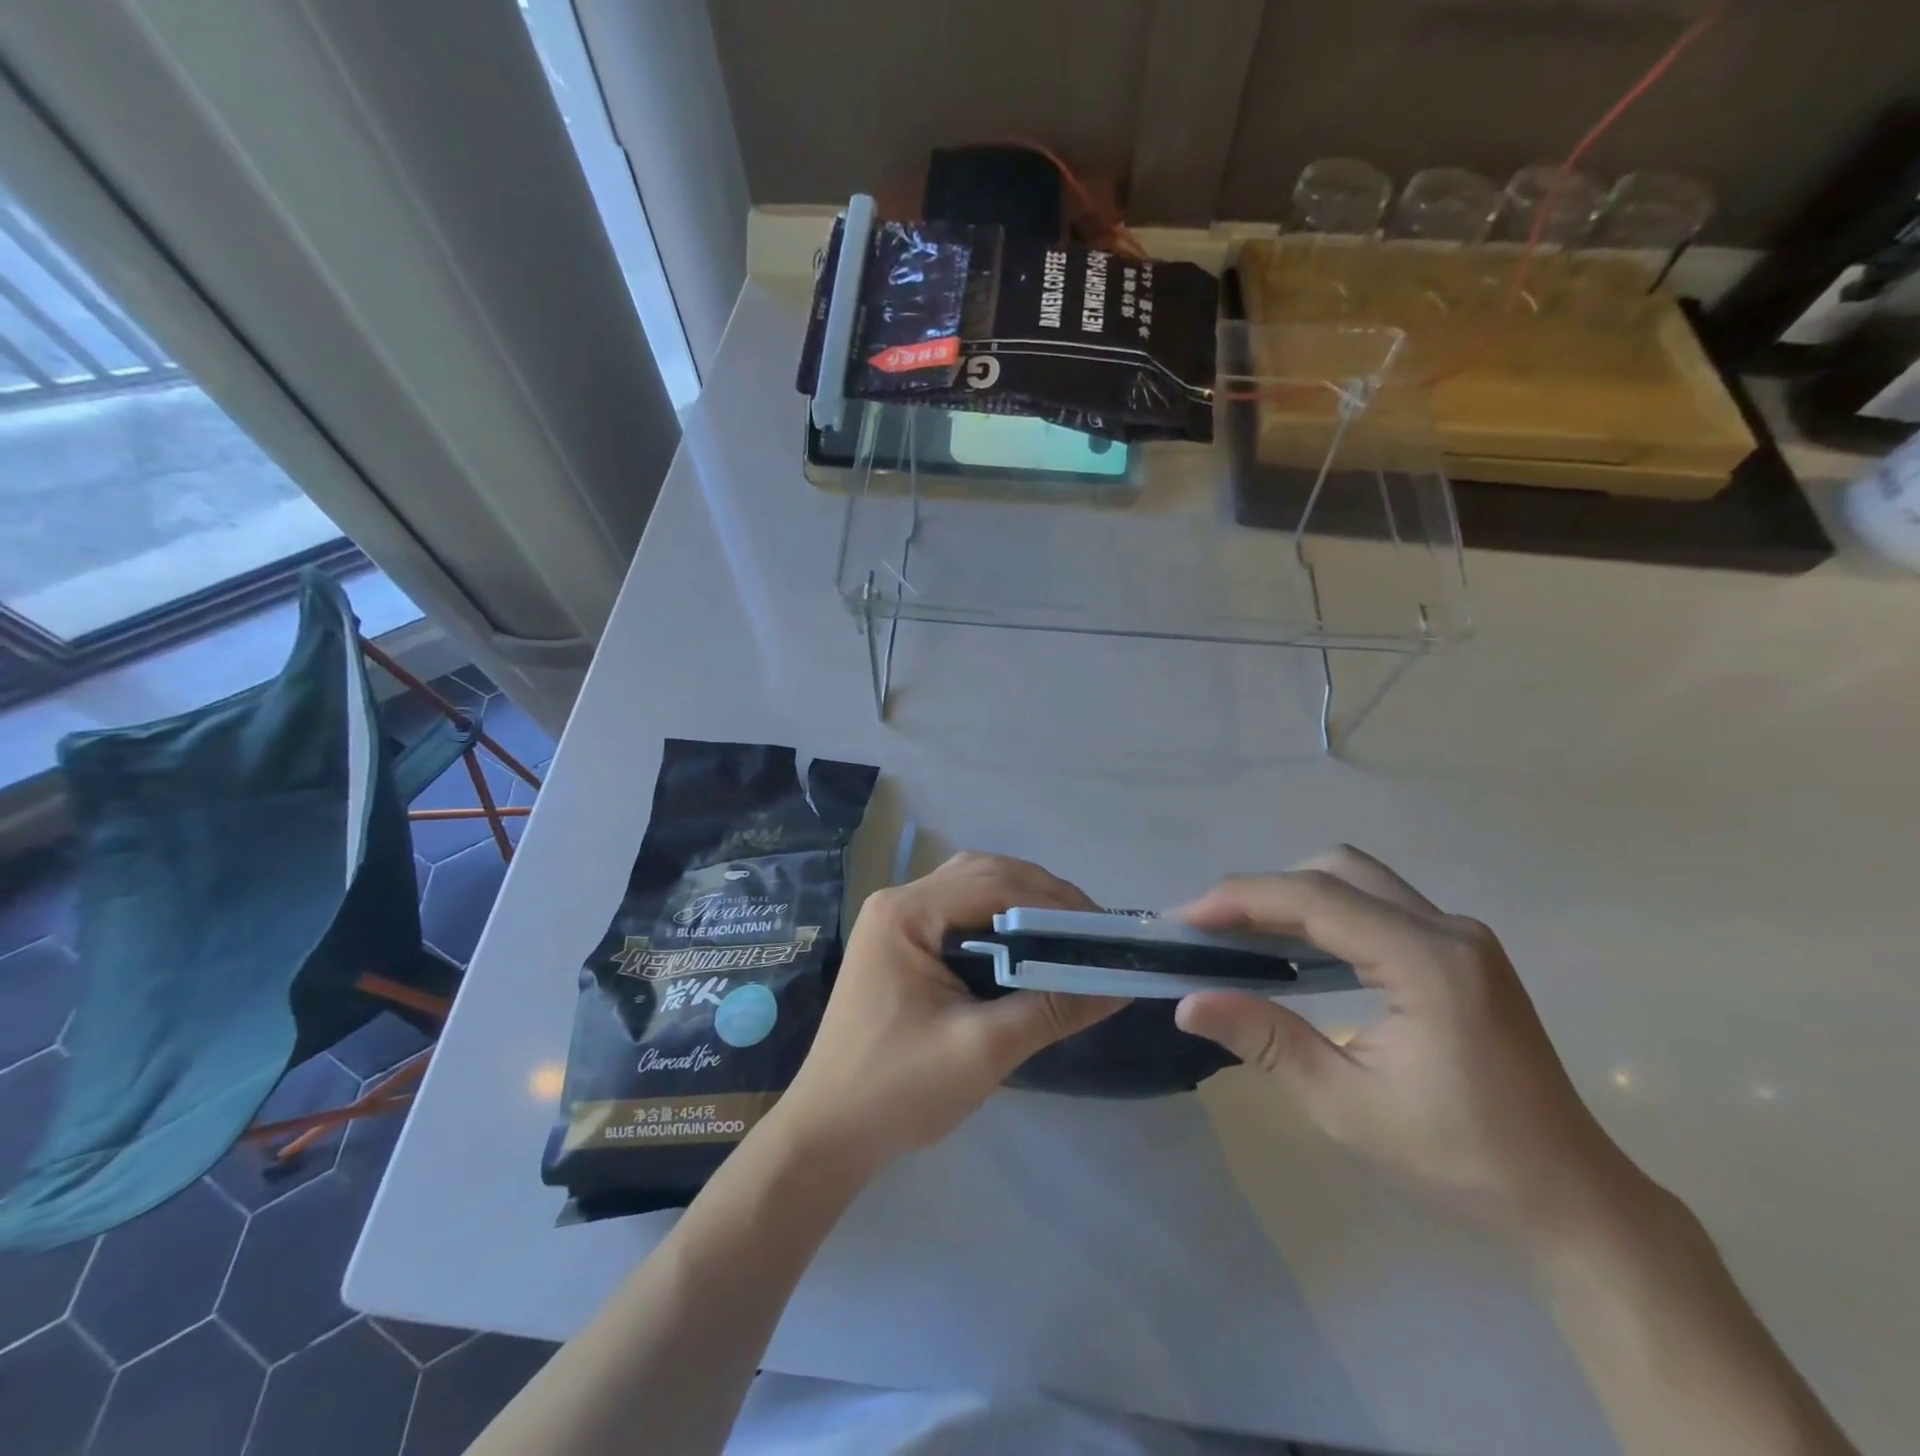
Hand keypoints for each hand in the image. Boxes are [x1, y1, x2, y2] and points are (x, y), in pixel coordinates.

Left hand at [777, 852, 1125, 1170]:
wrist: (828, 1133)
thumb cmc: (898, 1090)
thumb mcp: (983, 1050)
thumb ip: (1051, 1010)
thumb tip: (1120, 985)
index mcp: (906, 913)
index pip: (994, 884)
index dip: (1055, 903)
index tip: (1105, 932)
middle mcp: (898, 902)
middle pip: (984, 875)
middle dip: (1043, 897)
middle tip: (1092, 933)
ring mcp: (896, 920)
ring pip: (973, 888)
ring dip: (1022, 904)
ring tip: (1068, 936)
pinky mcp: (901, 943)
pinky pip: (959, 913)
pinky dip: (999, 921)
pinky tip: (1026, 948)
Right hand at [1174, 847, 1645, 1246]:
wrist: (1571, 1198)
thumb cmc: (1461, 1159)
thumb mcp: (1348, 1106)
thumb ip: (1266, 1041)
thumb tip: (1188, 1003)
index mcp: (1427, 961)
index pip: (1315, 898)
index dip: (1241, 899)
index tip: (1184, 919)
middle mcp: (1447, 930)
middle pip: (1335, 871)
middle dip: (1264, 891)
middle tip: (1212, 931)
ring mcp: (1460, 936)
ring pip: (1356, 879)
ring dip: (1293, 896)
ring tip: (1242, 936)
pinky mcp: (1460, 950)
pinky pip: (1377, 904)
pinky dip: (1325, 912)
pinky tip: (1296, 951)